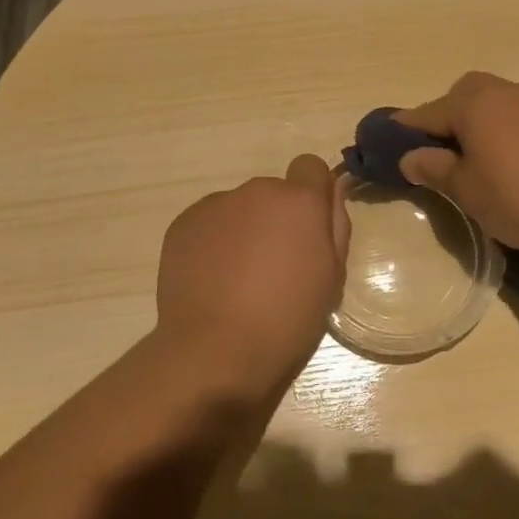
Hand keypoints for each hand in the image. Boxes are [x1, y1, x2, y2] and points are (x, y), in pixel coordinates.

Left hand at [155, 155, 350, 405]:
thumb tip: (329, 194)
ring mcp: (215, 205)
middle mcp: (257, 191)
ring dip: (244, 230)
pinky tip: (212, 281)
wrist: (215, 352)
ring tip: (238, 279)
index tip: (309, 230)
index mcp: (299, 201)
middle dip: (276, 219)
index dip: (312, 194)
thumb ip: (334, 226)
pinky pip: (208, 224)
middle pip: (273, 193)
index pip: (310, 167)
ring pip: (239, 209)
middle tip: (274, 267)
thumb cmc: (288, 320)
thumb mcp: (332, 278)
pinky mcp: (183, 224)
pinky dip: (213, 243)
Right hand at [396, 72, 518, 256]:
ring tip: (477, 158)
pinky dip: (507, 130)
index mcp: (473, 103)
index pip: (428, 112)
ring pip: (496, 103)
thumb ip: (435, 169)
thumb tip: (410, 157)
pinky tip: (514, 161)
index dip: (406, 128)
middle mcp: (505, 92)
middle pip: (464, 95)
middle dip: (447, 116)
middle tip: (441, 151)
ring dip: (480, 122)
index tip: (390, 141)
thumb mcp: (467, 190)